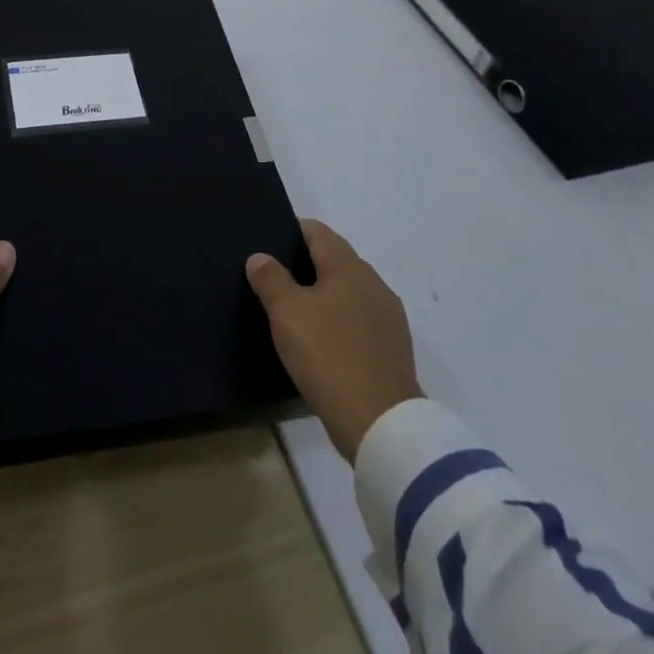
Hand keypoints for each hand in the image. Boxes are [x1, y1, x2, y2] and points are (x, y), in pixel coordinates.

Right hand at [246, 219, 421, 463]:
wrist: (381, 423)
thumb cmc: (328, 355)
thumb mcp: (287, 313)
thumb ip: (271, 279)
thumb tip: (260, 257)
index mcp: (349, 267)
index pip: (318, 232)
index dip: (292, 230)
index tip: (269, 239)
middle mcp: (374, 284)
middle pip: (336, 260)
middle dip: (307, 264)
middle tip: (275, 276)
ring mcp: (389, 318)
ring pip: (349, 293)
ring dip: (324, 295)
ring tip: (295, 310)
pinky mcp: (393, 350)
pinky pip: (359, 322)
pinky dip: (339, 322)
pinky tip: (322, 340)